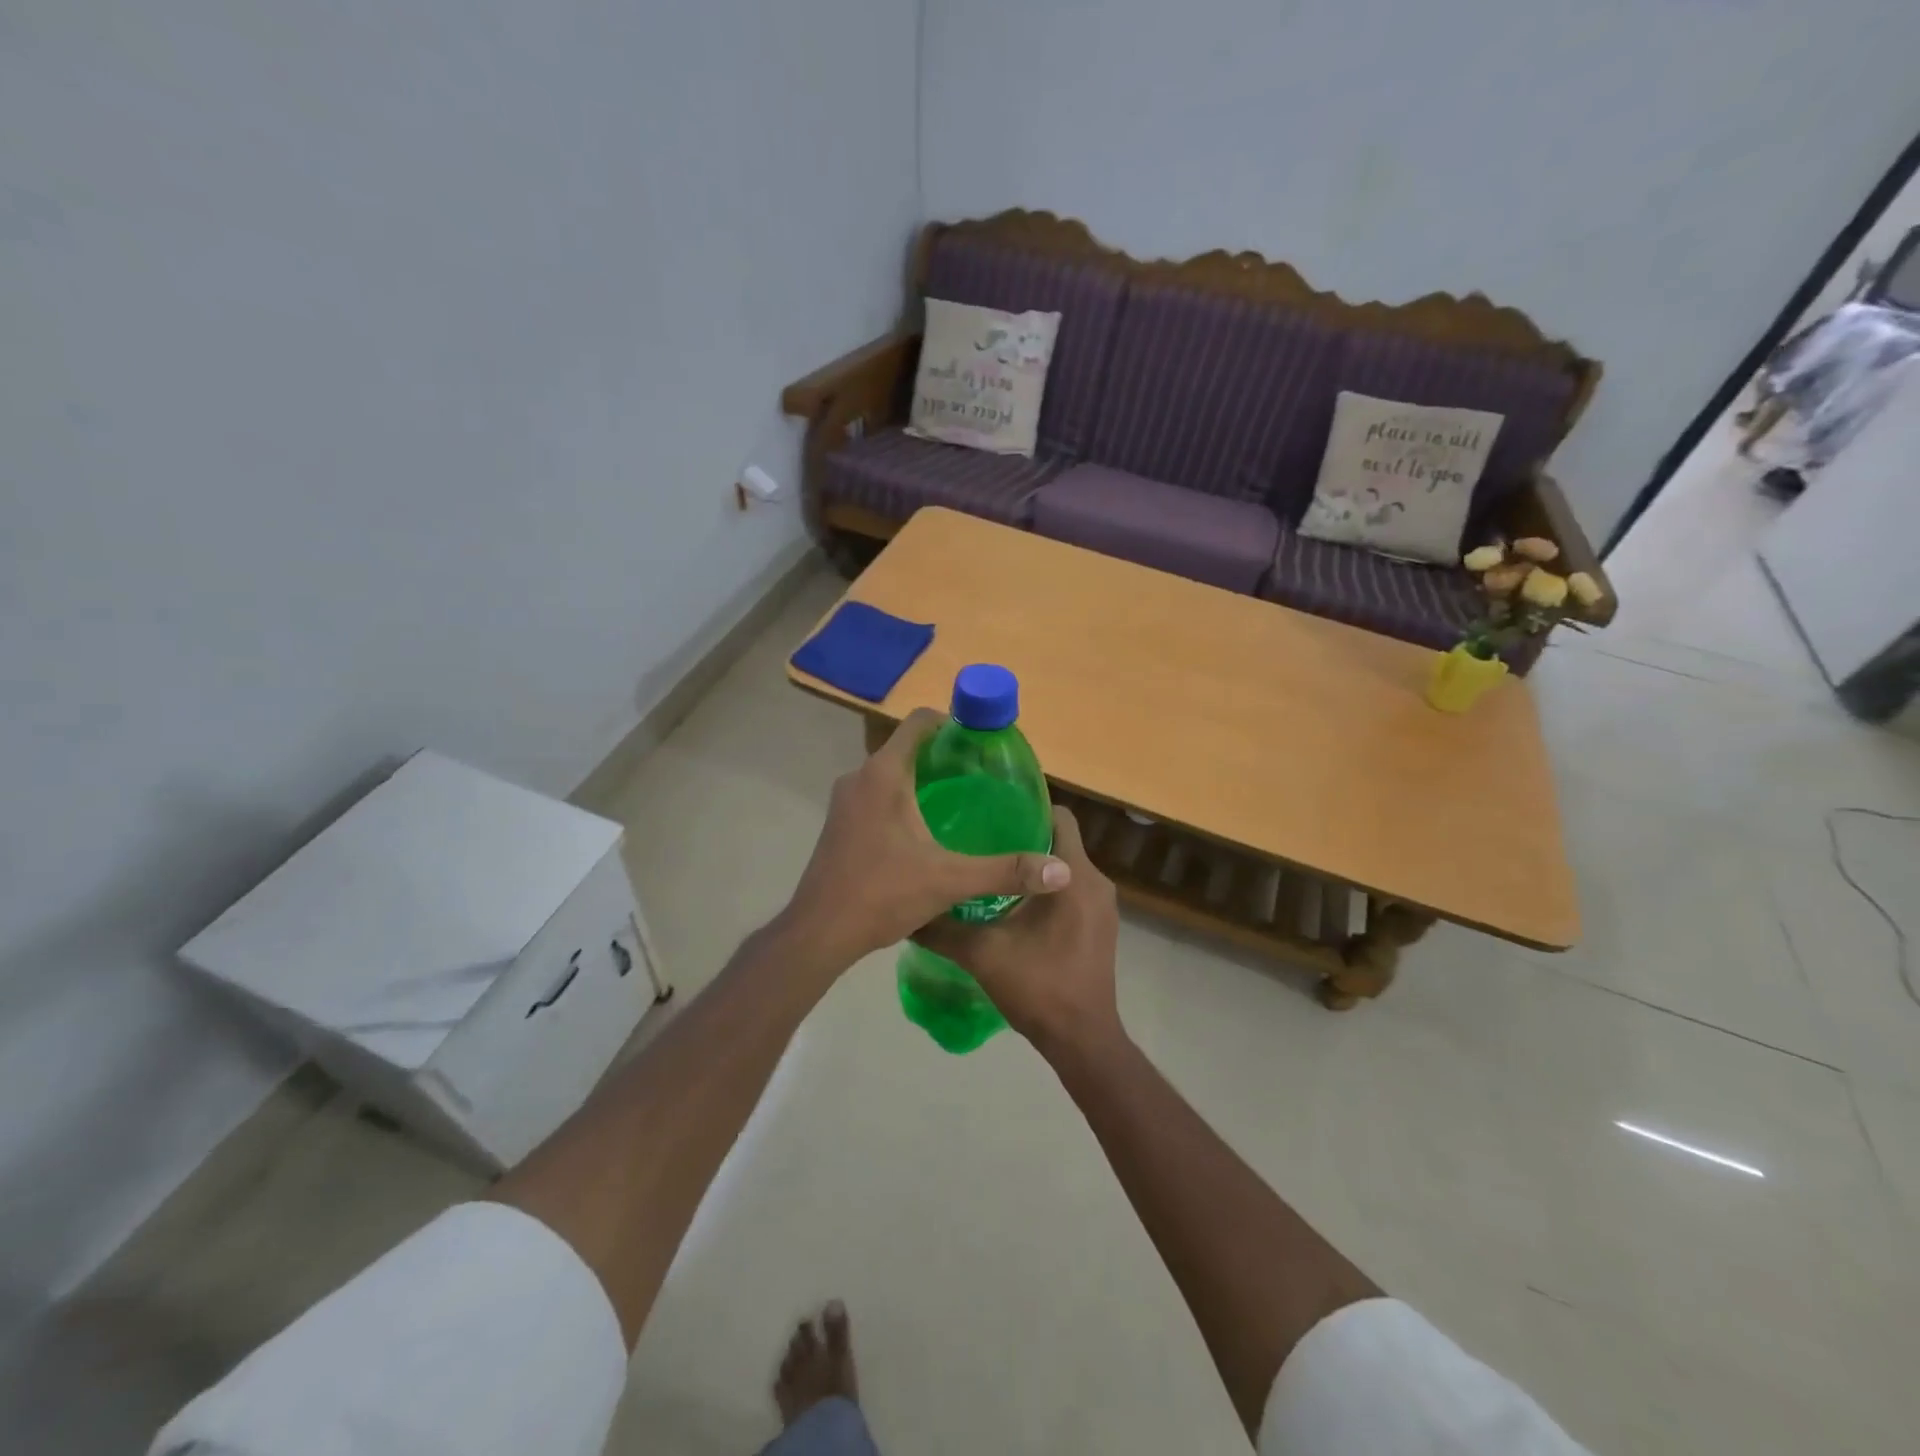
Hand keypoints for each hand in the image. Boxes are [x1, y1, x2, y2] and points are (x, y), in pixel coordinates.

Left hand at [782, 709, 1070, 969]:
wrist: (819, 933)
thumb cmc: (882, 894)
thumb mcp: (950, 881)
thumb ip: (1005, 871)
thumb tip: (1062, 871)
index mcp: (884, 774)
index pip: (918, 722)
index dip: (951, 722)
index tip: (980, 742)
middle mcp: (860, 778)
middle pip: (906, 748)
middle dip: (942, 756)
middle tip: (980, 778)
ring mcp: (844, 802)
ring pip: (889, 775)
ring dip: (921, 780)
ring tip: (959, 804)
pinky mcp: (839, 824)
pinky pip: (875, 796)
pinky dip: (900, 800)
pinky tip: (924, 832)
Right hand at [913, 805, 1121, 1053]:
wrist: (1082, 1040)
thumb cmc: (1039, 987)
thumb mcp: (982, 954)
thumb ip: (943, 929)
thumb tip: (907, 911)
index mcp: (1074, 876)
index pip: (1060, 817)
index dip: (1029, 807)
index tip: (993, 809)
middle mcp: (1096, 882)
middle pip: (1061, 840)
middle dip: (1024, 835)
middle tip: (981, 836)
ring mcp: (1102, 906)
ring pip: (1065, 867)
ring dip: (1034, 865)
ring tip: (991, 867)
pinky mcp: (1100, 926)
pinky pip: (1072, 890)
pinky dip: (1046, 888)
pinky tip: (1012, 903)